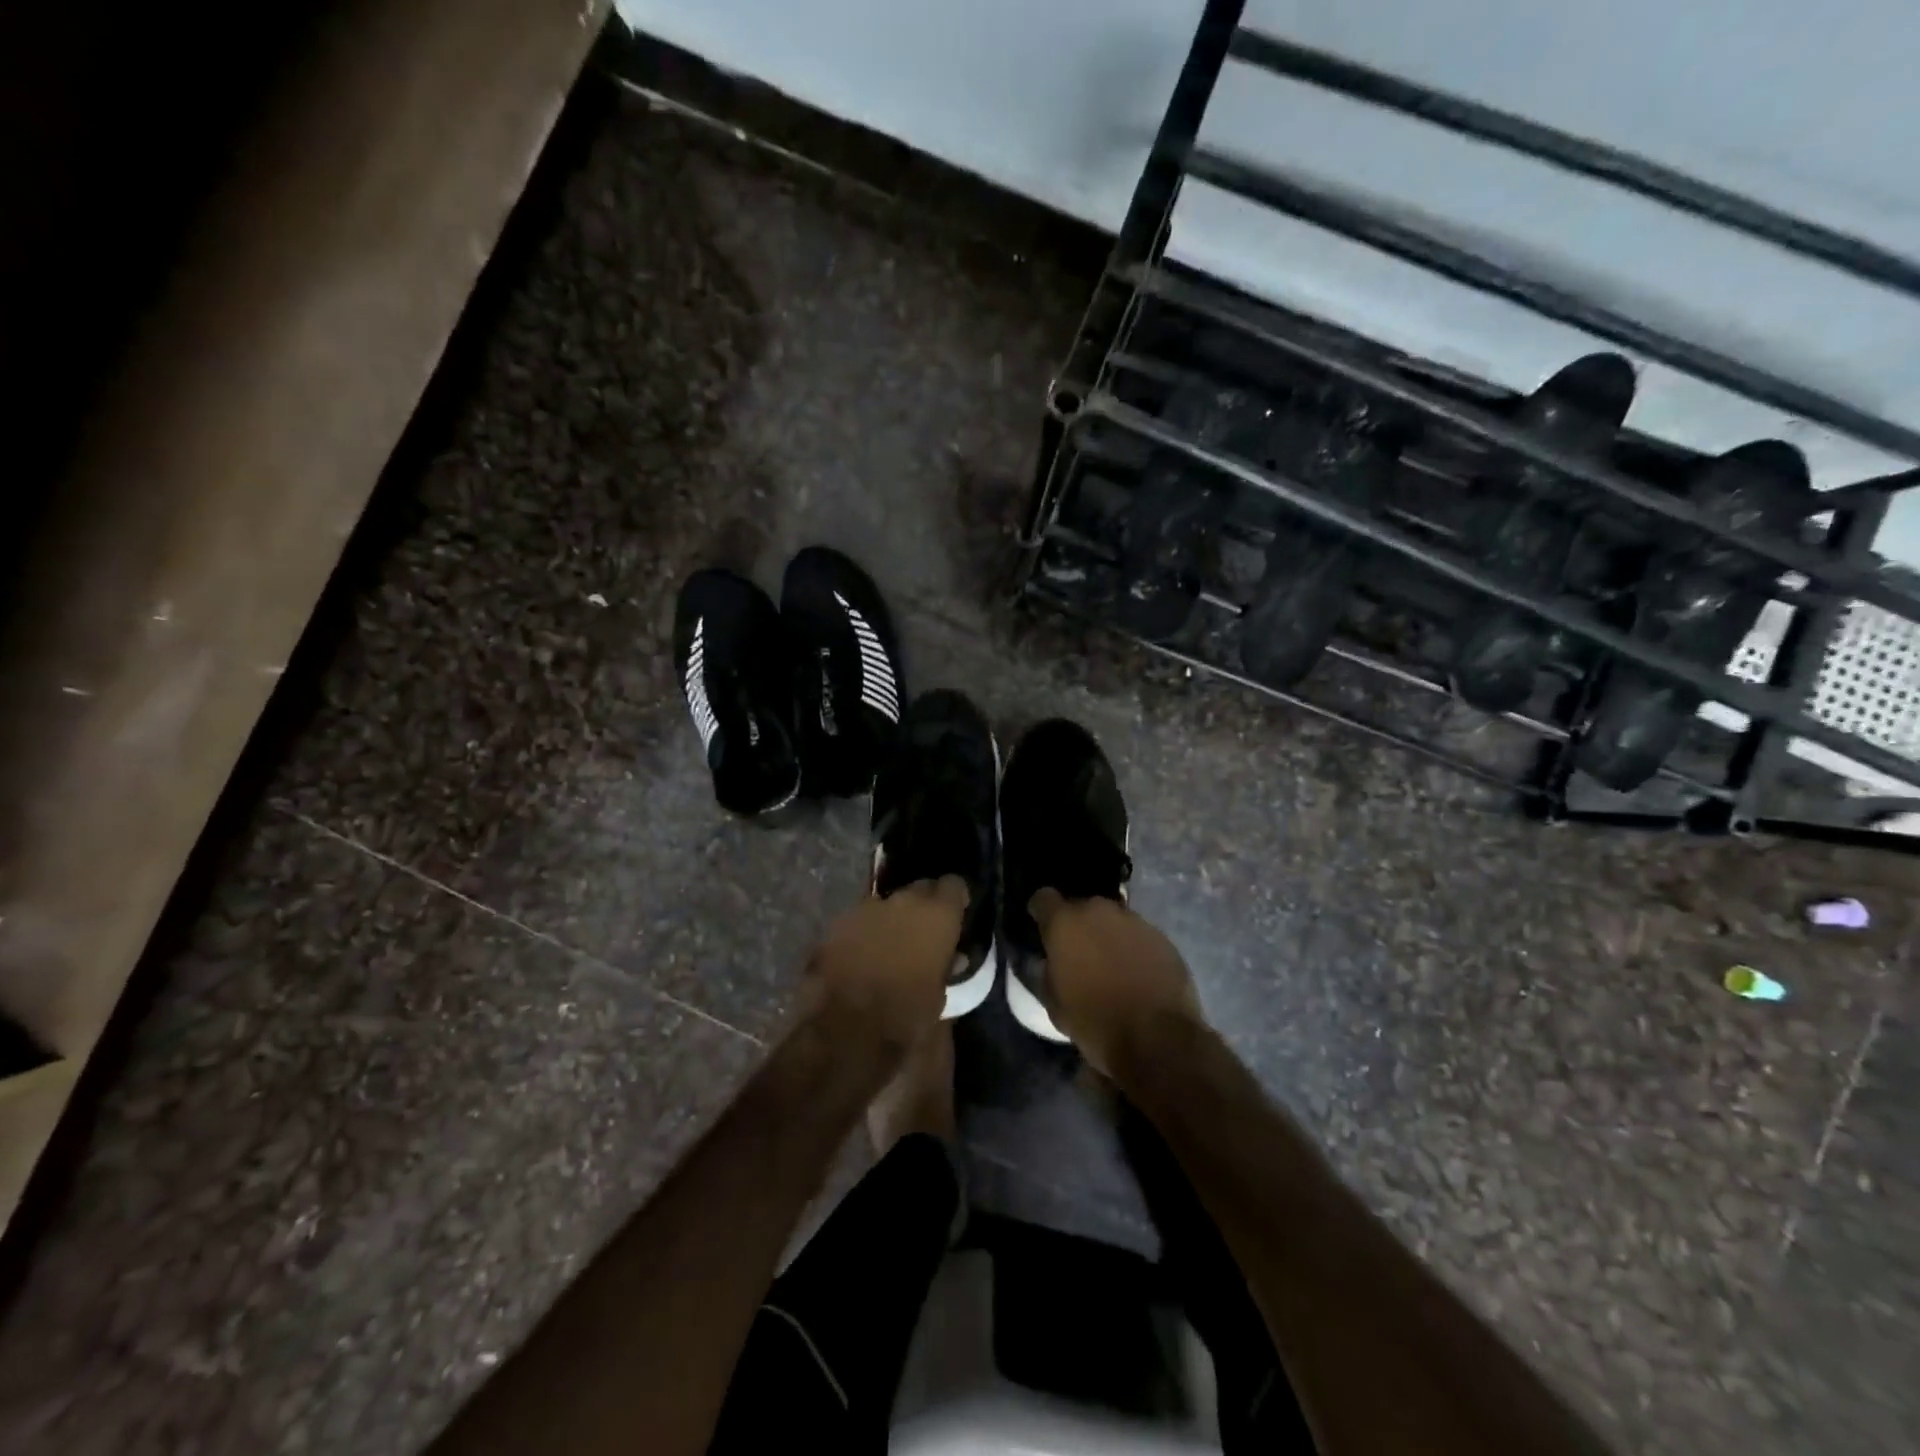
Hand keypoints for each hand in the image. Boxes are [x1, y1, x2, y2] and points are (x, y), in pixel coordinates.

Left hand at [803, 876, 969, 1046]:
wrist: (847, 1028)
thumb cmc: (906, 1015)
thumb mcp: (940, 996)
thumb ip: (947, 967)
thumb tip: (952, 958)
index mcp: (937, 915)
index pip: (954, 885)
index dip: (955, 898)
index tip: (955, 914)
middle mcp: (904, 901)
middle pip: (919, 889)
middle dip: (923, 905)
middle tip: (924, 931)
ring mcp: (867, 908)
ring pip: (887, 903)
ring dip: (892, 918)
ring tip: (890, 946)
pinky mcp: (838, 923)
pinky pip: (860, 919)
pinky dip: (865, 931)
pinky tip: (862, 955)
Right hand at [1029, 890, 1200, 1074]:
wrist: (1156, 1038)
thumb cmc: (1094, 1021)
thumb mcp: (1053, 1003)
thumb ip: (1045, 972)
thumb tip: (1048, 962)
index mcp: (1065, 922)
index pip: (1044, 898)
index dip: (1041, 912)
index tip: (1043, 930)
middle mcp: (1098, 911)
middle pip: (1081, 906)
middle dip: (1077, 925)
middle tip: (1078, 953)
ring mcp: (1134, 920)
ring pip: (1112, 919)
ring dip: (1107, 935)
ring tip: (1111, 965)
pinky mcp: (1161, 936)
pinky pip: (1138, 935)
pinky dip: (1133, 948)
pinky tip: (1136, 974)